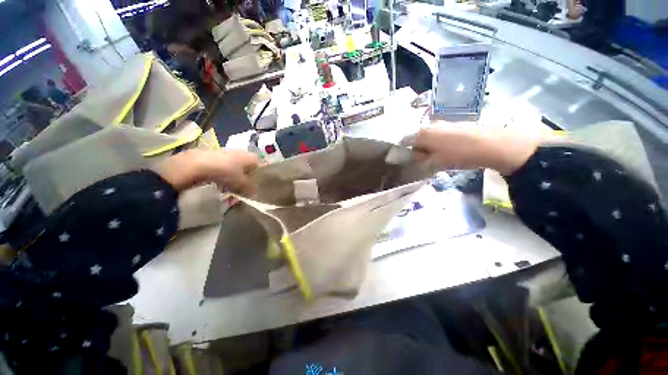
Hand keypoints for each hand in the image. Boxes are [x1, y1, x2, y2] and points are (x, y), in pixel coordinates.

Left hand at [156, 149, 259, 193]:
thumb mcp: (241, 183)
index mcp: (251, 157)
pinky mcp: (215, 155)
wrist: (196, 164)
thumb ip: (250, 188)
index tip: (257, 185)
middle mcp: (241, 152)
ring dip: (235, 177)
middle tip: (244, 188)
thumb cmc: (226, 172)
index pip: (261, 165)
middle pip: (248, 166)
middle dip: (246, 177)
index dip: (260, 175)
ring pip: (236, 167)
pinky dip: (224, 175)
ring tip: (231, 188)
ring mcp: (227, 152)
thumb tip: (255, 193)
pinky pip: (224, 167)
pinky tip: (219, 183)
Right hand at [413, 123, 538, 175]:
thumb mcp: (435, 162)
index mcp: (422, 134)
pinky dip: (439, 142)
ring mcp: (444, 123)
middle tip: (423, 160)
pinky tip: (449, 150)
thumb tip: (414, 156)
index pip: (405, 141)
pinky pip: (440, 133)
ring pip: (429, 135)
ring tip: (437, 156)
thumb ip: (421, 159)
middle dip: (417, 149)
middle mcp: (430, 125)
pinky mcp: (455, 123)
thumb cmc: (459, 155)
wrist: (493, 143)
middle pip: (417, 138)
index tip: (408, 160)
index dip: (404, 151)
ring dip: (429, 145)